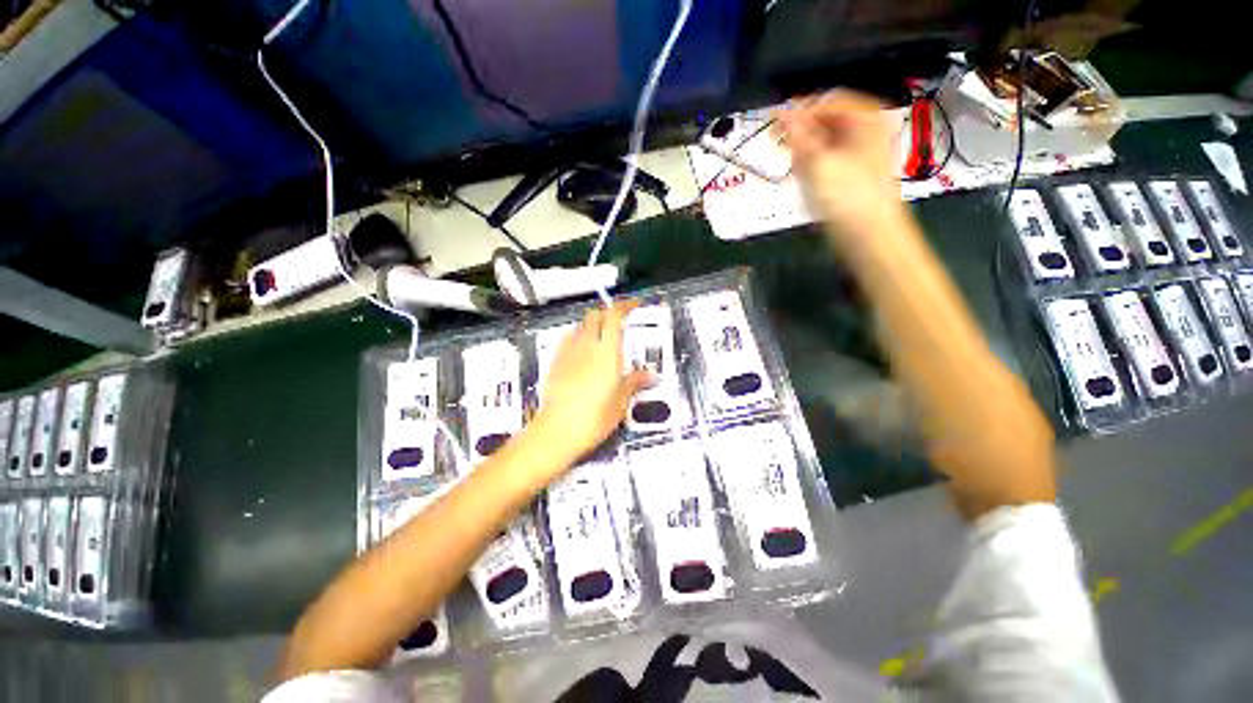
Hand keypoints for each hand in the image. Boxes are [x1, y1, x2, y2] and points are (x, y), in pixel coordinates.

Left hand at [532, 301, 651, 463]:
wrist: (557, 431)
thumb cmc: (594, 418)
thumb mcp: (620, 402)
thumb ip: (634, 383)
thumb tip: (651, 376)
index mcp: (607, 353)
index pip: (614, 316)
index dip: (625, 306)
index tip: (635, 305)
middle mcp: (586, 346)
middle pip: (595, 315)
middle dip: (608, 312)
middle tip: (620, 322)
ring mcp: (568, 352)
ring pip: (581, 325)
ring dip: (593, 324)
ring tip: (603, 337)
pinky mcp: (555, 361)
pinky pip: (568, 338)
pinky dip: (579, 336)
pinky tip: (583, 350)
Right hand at [778, 91, 907, 244]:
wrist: (869, 236)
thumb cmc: (847, 197)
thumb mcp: (817, 162)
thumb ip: (797, 135)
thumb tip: (782, 112)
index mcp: (864, 119)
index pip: (826, 100)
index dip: (799, 110)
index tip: (775, 125)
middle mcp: (864, 132)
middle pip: (825, 122)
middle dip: (801, 136)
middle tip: (783, 150)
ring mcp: (858, 155)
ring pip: (822, 144)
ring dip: (805, 155)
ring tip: (798, 171)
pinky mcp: (850, 176)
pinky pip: (826, 163)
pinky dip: (812, 169)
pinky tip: (807, 182)